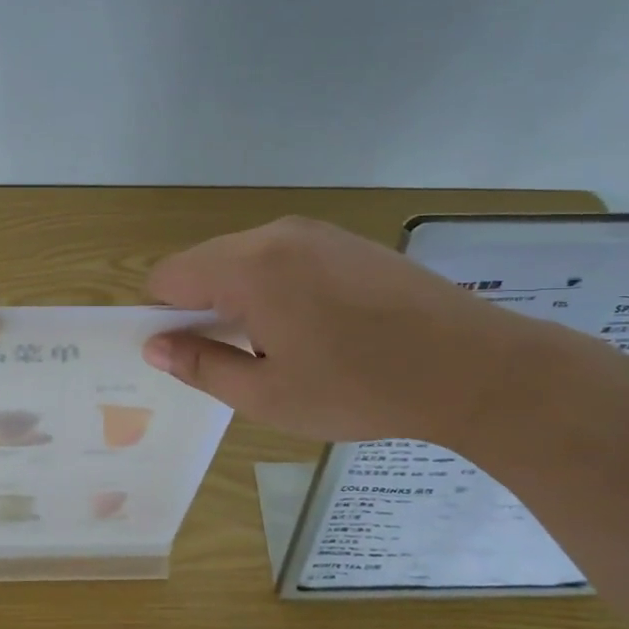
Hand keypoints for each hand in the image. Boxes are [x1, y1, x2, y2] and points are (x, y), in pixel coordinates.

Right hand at [143, 216, 551, 445]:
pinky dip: (277, 288)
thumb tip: (155, 346)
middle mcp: (275, 235)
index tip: (194, 356)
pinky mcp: (345, 240)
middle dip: (204, 309)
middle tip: (240, 360)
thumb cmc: (360, 388)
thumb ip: (201, 365)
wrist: (474, 367)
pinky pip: (283, 257)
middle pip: (204, 264)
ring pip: (244, 260)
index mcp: (248, 268)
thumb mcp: (267, 395)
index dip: (165, 319)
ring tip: (283, 347)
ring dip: (242, 299)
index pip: (168, 277)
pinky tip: (317, 327)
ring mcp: (315, 232)